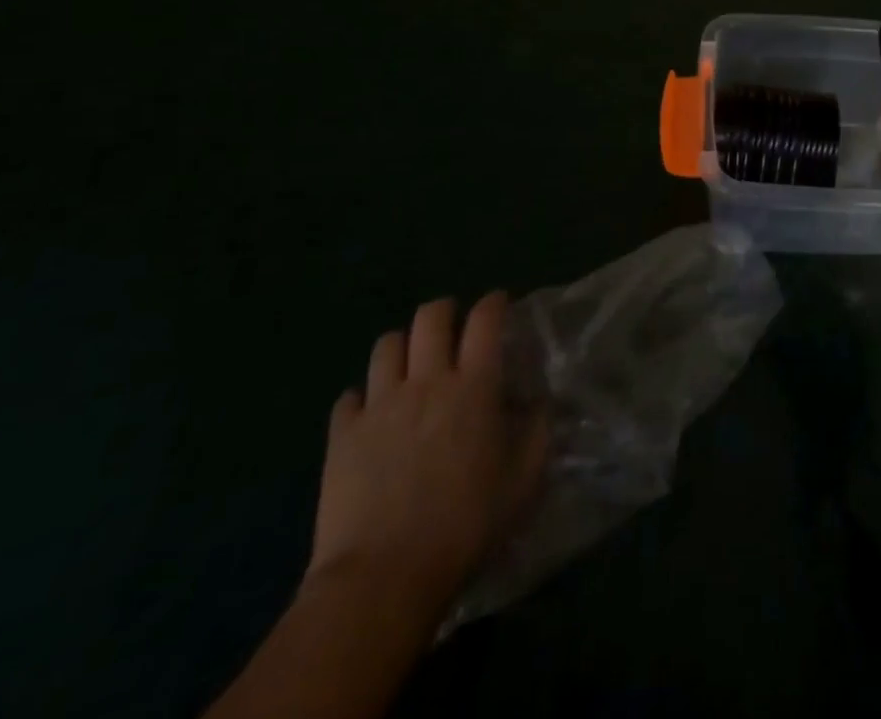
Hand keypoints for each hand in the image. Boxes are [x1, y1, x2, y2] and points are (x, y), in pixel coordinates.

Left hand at [306, 293, 545, 621]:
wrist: (383, 577)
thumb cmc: (465, 527)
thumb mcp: (523, 482)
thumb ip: (537, 433)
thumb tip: (537, 402)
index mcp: (474, 386)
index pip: (485, 320)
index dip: (494, 303)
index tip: (499, 304)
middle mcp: (427, 382)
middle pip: (431, 317)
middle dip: (444, 311)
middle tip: (453, 328)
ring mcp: (380, 405)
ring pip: (386, 345)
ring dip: (402, 347)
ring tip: (410, 366)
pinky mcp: (342, 435)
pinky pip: (349, 397)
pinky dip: (362, 398)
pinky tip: (370, 415)